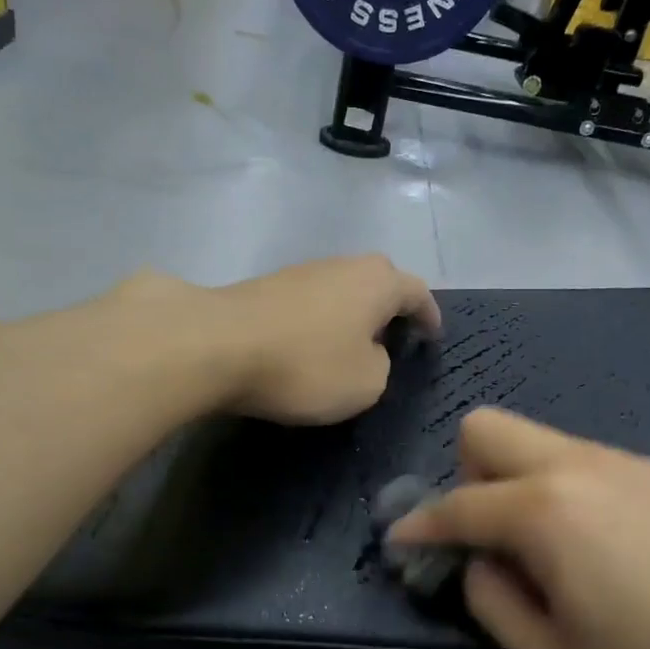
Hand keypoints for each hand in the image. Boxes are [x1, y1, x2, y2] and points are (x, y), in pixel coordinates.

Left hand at [204, 256, 440, 424]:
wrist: (217, 346)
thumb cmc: (307, 365)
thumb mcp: (367, 383)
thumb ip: (381, 365)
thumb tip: (367, 351)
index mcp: (377, 282)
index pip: (417, 291)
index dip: (429, 315)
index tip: (433, 336)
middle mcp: (342, 265)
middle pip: (378, 280)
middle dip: (390, 306)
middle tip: (394, 336)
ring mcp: (300, 272)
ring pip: (341, 288)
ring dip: (351, 312)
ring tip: (351, 344)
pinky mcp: (265, 287)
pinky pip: (309, 301)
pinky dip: (319, 320)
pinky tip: (309, 345)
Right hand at [388, 409, 649, 648]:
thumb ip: (494, 604)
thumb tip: (479, 564)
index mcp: (546, 512)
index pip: (457, 504)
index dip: (419, 526)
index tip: (401, 543)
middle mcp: (582, 467)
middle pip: (489, 428)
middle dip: (467, 476)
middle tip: (487, 541)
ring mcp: (631, 464)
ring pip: (543, 443)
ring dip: (520, 484)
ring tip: (551, 555)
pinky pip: (591, 465)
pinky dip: (570, 493)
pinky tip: (608, 553)